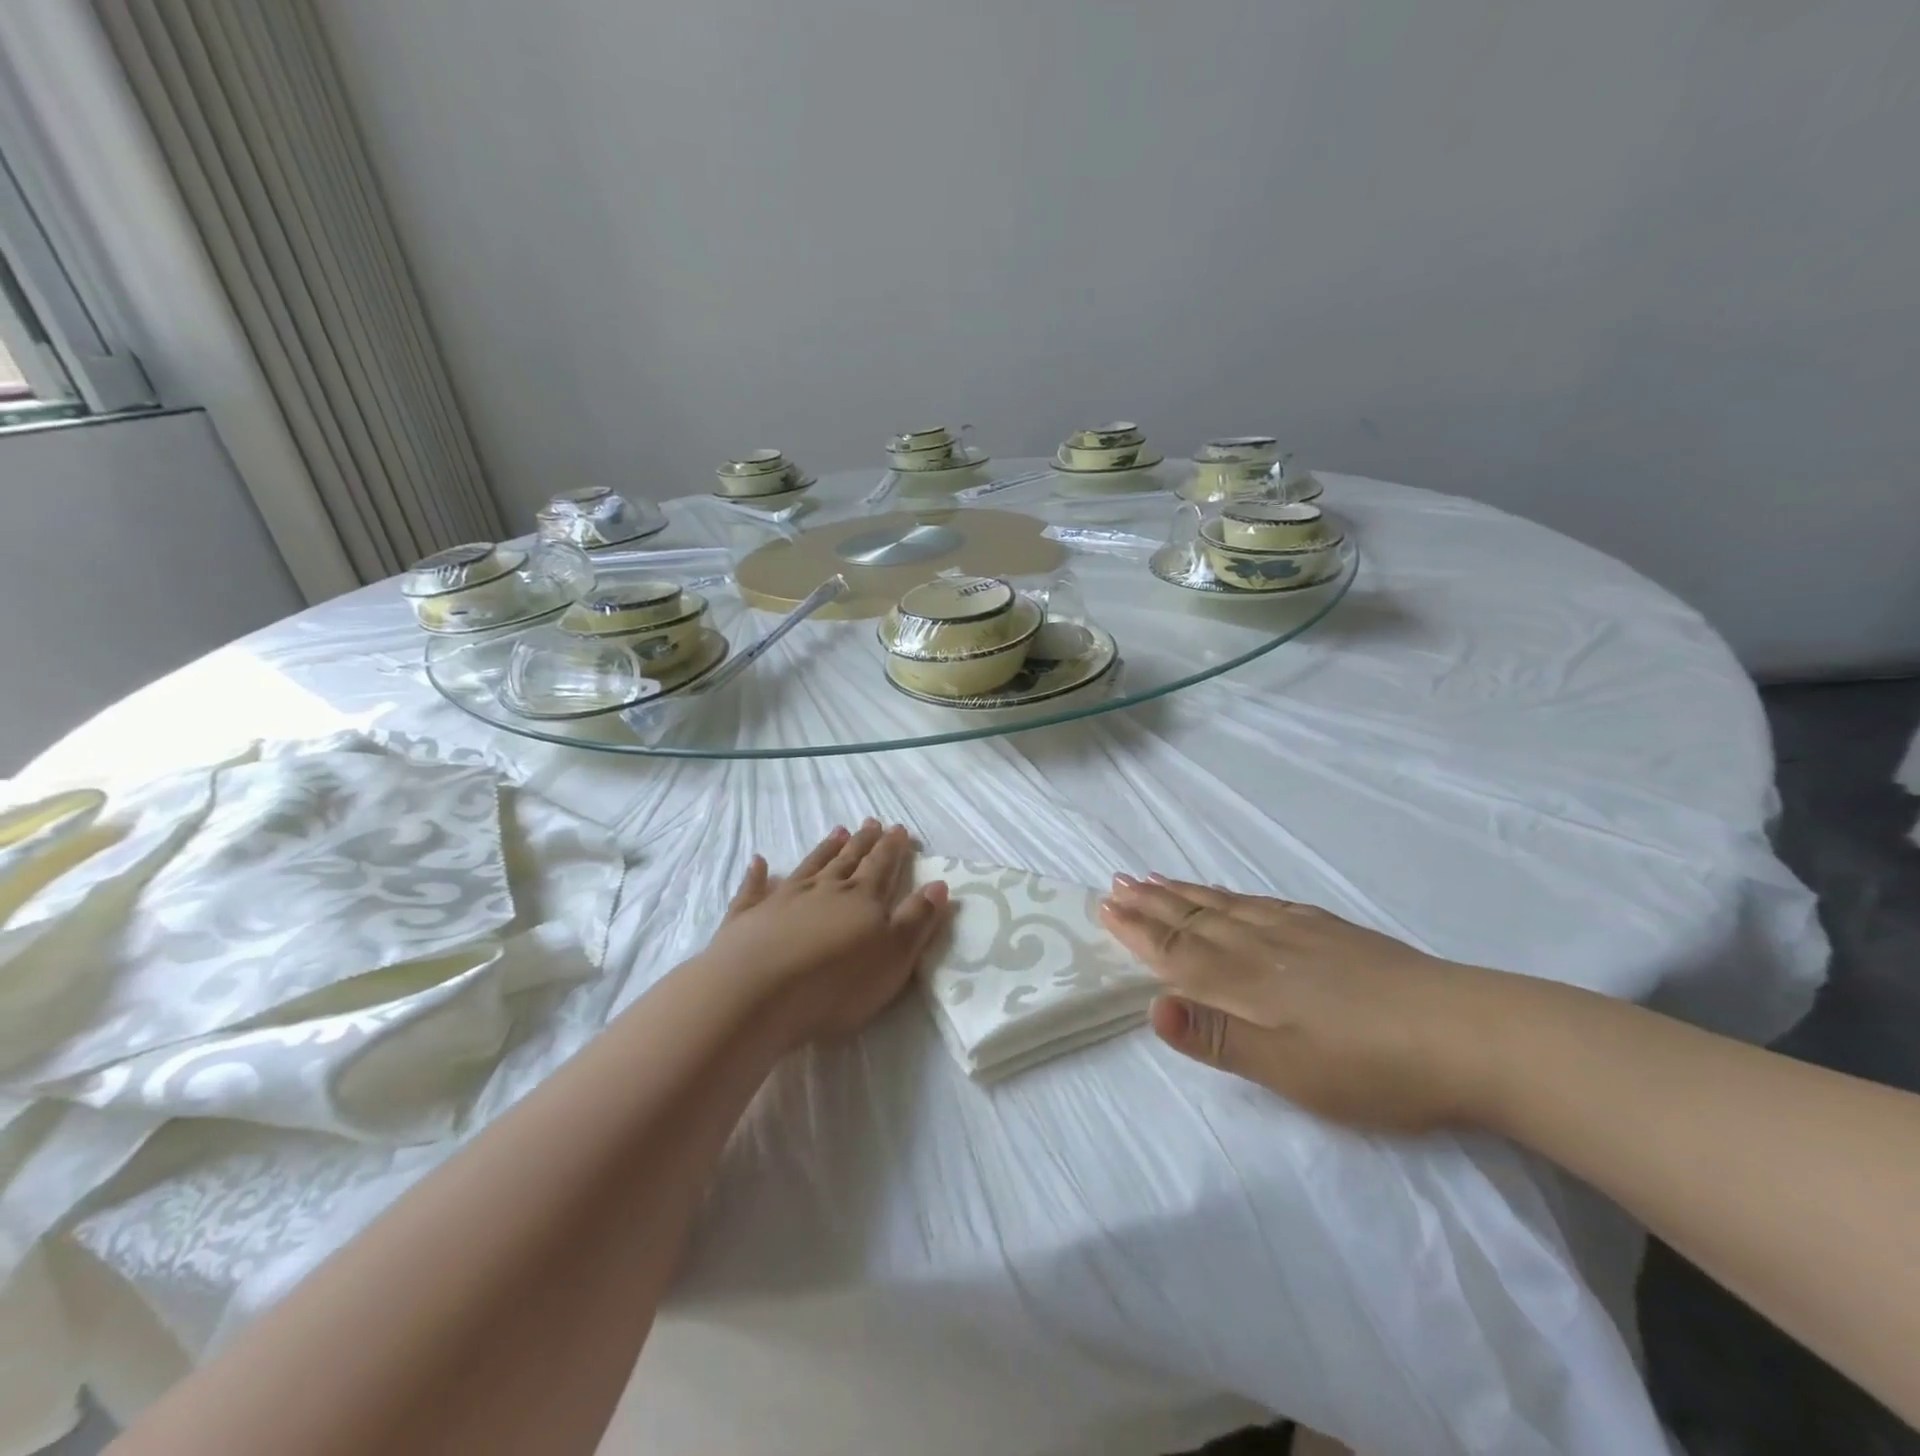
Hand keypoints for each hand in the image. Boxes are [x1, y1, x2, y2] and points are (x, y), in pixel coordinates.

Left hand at [697, 820, 950, 1047]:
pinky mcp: (748, 918)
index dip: (892, 849)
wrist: (757, 994)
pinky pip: (754, 890)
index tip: (898, 828)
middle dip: (863, 842)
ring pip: (809, 867)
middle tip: (871, 822)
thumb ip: (916, 920)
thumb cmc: (837, 983)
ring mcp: (782, 900)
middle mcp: (824, 890)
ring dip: (824, 849)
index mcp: (862, 900)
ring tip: (837, 831)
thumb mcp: (893, 957)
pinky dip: (757, 875)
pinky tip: (758, 862)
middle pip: (848, 861)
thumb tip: (938, 884)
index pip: (882, 867)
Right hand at [1100, 874, 1506, 1131]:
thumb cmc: (1373, 1067)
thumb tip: (1151, 1006)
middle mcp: (1263, 946)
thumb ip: (1219, 1038)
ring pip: (1226, 905)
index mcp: (1246, 982)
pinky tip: (1232, 894)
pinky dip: (1232, 894)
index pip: (1177, 950)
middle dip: (1151, 903)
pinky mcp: (1332, 931)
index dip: (1138, 930)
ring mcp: (1300, 933)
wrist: (1472, 1033)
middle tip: (1116, 882)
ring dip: (1184, 892)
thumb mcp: (1290, 1070)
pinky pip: (1263, 902)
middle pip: (1194, 919)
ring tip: (1154, 877)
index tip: (1104, 906)